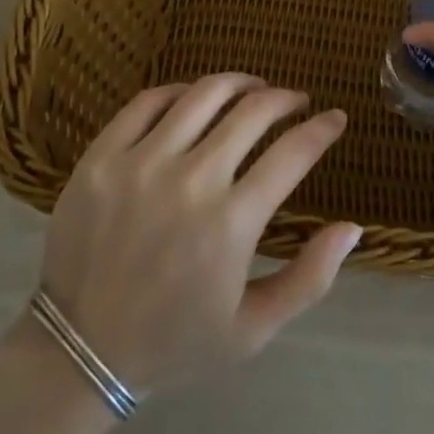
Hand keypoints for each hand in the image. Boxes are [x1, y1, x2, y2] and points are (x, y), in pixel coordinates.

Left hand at [39, 74, 362, 394]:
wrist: (79, 350)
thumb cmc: (175, 341)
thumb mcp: (253, 328)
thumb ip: (310, 278)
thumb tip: (354, 225)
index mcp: (232, 223)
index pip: (293, 153)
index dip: (322, 129)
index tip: (335, 118)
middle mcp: (191, 181)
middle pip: (253, 111)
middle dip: (285, 99)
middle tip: (295, 101)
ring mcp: (141, 162)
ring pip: (204, 94)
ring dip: (239, 83)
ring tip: (252, 89)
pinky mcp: (102, 155)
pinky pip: (149, 100)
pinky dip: (181, 91)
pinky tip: (195, 98)